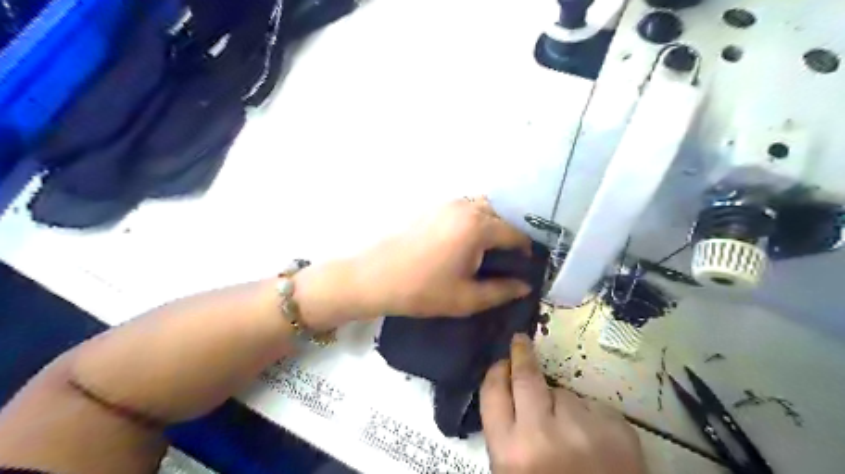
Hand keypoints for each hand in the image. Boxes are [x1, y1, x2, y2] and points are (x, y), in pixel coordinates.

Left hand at [358, 197, 529, 317]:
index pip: (515, 234)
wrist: (374, 278)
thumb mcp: (467, 298)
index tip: (525, 269)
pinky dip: (472, 221)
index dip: (525, 252)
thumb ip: (502, 291)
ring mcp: (446, 203)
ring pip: (481, 209)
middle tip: (505, 262)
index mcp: (478, 226)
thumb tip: (526, 285)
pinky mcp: (432, 207)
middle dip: (508, 237)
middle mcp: (465, 207)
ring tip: (485, 252)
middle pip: (500, 217)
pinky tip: (463, 243)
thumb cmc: (422, 290)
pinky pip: (463, 209)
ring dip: (490, 226)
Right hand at [482, 334, 648, 473]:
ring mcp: (583, 428)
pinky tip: (595, 442)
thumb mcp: (513, 471)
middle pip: (527, 377)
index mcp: (511, 451)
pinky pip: (592, 407)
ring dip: (562, 404)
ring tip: (570, 433)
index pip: (493, 392)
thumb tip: (508, 390)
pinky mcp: (617, 428)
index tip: (502, 362)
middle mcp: (543, 434)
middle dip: (521, 354)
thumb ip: (507, 432)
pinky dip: (589, 418)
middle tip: (520, 341)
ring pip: (564, 394)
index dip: (496, 372)